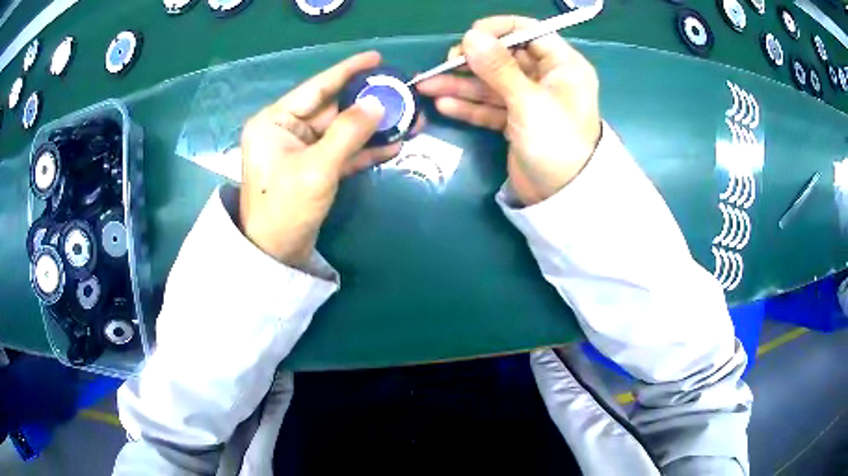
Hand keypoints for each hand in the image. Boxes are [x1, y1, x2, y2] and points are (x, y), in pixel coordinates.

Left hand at [240, 52, 401, 268]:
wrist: (275, 255)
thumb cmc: (285, 208)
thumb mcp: (317, 167)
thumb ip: (349, 132)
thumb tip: (378, 103)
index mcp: (275, 121)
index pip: (317, 87)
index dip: (348, 70)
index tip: (377, 58)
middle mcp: (286, 129)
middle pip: (334, 108)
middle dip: (369, 103)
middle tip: (403, 94)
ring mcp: (301, 149)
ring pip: (342, 130)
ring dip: (373, 127)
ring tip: (409, 120)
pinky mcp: (314, 168)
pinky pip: (342, 151)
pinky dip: (365, 149)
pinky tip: (394, 144)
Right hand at [417, 16, 601, 205]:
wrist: (562, 198)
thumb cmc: (556, 143)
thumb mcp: (528, 102)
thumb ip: (498, 68)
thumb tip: (471, 36)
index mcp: (562, 65)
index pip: (528, 32)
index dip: (497, 30)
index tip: (469, 38)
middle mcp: (547, 78)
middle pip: (504, 57)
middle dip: (472, 61)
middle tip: (444, 66)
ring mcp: (529, 100)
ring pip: (492, 83)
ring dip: (461, 84)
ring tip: (427, 86)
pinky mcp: (516, 121)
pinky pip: (490, 106)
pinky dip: (469, 106)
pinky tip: (444, 104)